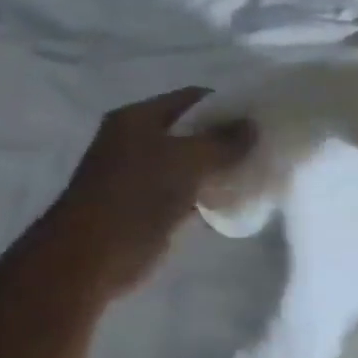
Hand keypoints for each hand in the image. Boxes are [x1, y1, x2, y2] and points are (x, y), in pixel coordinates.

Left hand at [32, 88, 254, 298]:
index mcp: (138, 119)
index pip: (193, 99)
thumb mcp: (186, 162)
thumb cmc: (135, 199)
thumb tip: (253, 126)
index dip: (228, 105)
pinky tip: (238, 201)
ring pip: (194, 163)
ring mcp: (143, 175)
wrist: (92, 259)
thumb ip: (222, 143)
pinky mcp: (151, 206)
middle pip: (194, 131)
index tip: (261, 118)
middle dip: (228, 139)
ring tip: (259, 173)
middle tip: (265, 148)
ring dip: (223, 168)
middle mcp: (139, 140)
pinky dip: (212, 194)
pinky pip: (190, 191)